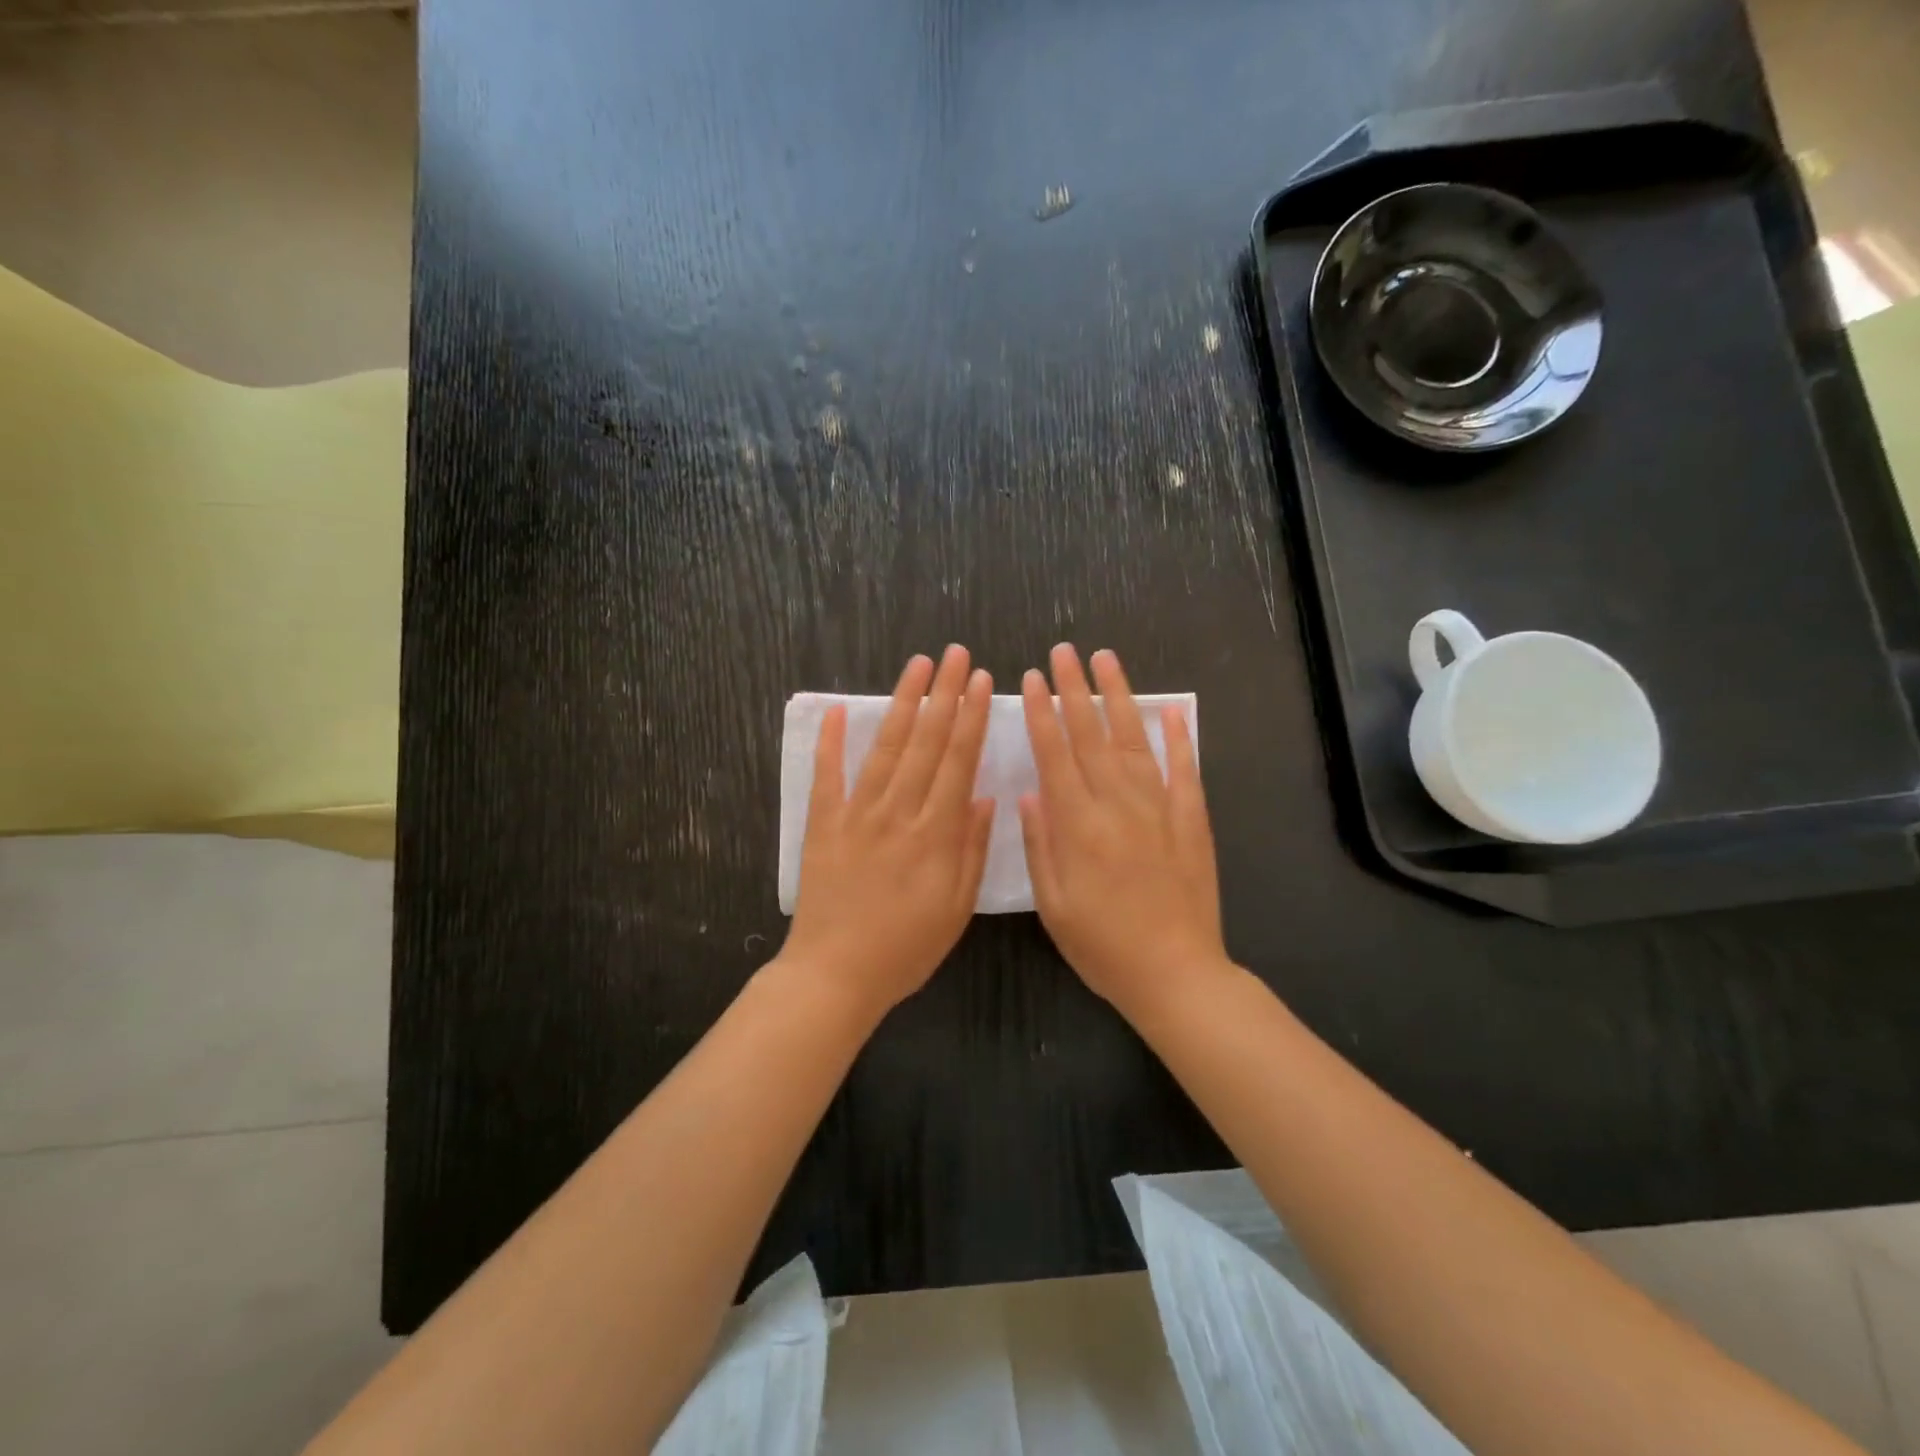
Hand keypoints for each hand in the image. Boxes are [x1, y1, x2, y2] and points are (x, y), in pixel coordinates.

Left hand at [779, 645, 994, 1016]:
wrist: (835, 974)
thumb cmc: (905, 948)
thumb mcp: (956, 908)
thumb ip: (971, 849)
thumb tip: (983, 796)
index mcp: (935, 833)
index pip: (958, 761)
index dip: (970, 717)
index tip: (980, 680)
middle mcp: (898, 812)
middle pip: (925, 742)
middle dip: (943, 694)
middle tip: (955, 654)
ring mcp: (856, 814)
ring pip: (884, 748)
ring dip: (902, 703)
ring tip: (916, 666)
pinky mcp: (823, 824)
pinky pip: (827, 775)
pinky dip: (830, 742)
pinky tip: (836, 710)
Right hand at [1019, 644, 1227, 1018]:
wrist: (1176, 973)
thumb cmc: (1103, 946)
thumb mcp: (1054, 904)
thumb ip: (1041, 844)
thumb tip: (1030, 793)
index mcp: (1079, 825)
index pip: (1055, 754)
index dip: (1041, 713)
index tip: (1031, 678)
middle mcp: (1118, 805)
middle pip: (1092, 735)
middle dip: (1074, 689)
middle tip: (1063, 651)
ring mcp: (1160, 808)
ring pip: (1135, 740)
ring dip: (1120, 697)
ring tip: (1106, 661)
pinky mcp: (1192, 820)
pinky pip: (1185, 770)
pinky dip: (1179, 738)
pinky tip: (1171, 711)